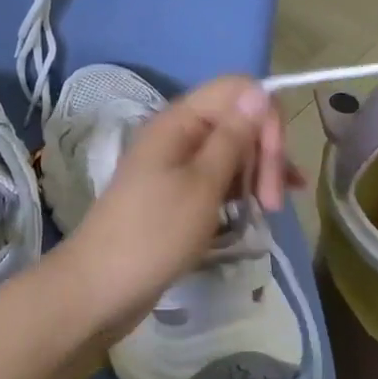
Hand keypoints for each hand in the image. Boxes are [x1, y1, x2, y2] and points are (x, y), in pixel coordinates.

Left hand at [52, 76, 292, 332]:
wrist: (101, 288)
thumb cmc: (154, 235)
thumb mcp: (202, 185)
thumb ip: (233, 137)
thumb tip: (259, 90)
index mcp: (179, 121)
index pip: (237, 90)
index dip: (265, 117)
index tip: (276, 162)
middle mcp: (179, 134)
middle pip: (238, 120)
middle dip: (265, 152)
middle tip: (273, 202)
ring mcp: (178, 164)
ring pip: (233, 150)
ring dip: (258, 173)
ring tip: (270, 210)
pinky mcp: (180, 193)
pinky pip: (220, 177)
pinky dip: (243, 189)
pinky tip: (263, 208)